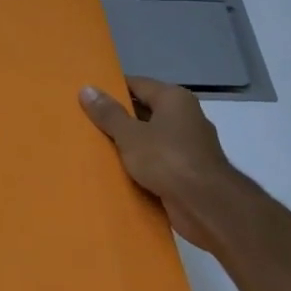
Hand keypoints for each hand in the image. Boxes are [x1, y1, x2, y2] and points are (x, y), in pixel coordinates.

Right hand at [79, 76, 256, 252]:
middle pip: (144, 110)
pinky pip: (157, 160)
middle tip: (85, 122)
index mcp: (174, 99)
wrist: (206, 205)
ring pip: (150, 137)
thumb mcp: (130, 135)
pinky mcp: (188, 170)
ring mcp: (189, 144)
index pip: (137, 84)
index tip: (86, 97)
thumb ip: (108, 113)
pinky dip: (140, 164)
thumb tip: (86, 88)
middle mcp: (185, 116)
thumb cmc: (167, 160)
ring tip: (95, 147)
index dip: (111, 89)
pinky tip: (117, 170)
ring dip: (128, 144)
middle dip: (117, 118)